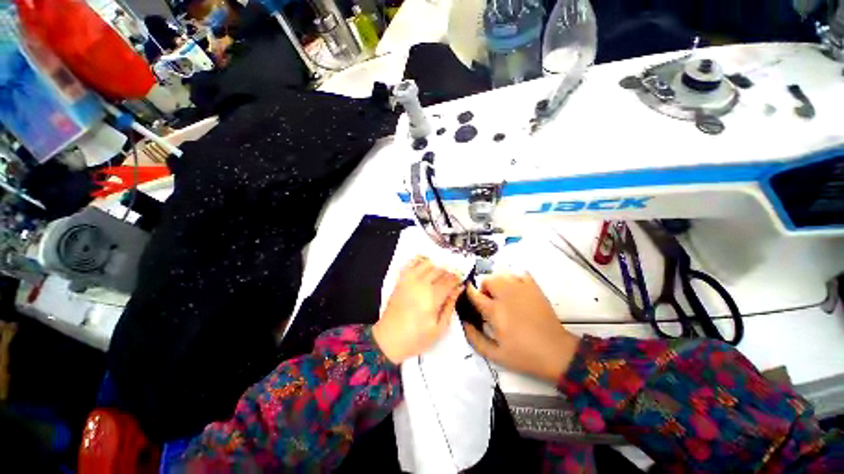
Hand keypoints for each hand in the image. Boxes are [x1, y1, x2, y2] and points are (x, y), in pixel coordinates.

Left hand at [373, 257, 462, 363]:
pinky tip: (425, 265)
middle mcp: (421, 284)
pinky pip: (411, 264)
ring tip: (439, 274)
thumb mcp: (439, 328)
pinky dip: (419, 261)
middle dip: (448, 272)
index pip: (449, 280)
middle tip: (452, 279)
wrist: (388, 339)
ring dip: (436, 266)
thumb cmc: (416, 338)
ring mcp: (409, 280)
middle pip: (439, 270)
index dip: (457, 279)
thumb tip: (458, 289)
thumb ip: (450, 306)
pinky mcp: (401, 281)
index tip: (460, 282)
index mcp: (432, 297)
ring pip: (427, 263)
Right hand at [463, 274, 579, 382]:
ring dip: (498, 282)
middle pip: (488, 279)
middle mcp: (506, 295)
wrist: (556, 353)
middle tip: (489, 301)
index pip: (474, 293)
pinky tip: (516, 291)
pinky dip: (514, 279)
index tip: (470, 298)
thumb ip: (475, 338)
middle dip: (484, 288)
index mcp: (495, 310)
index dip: (469, 293)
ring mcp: (522, 289)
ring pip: (502, 274)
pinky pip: (519, 274)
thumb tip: (464, 322)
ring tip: (502, 295)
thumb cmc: (524, 355)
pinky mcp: (534, 288)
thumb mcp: (495, 354)